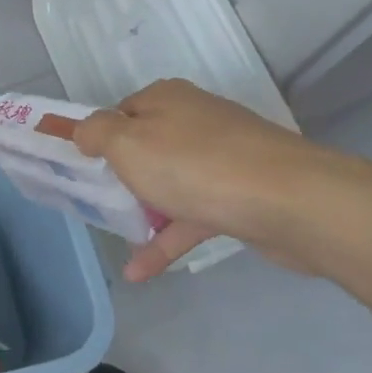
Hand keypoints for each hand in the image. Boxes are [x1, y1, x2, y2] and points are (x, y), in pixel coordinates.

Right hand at [74, 79, 346, 280]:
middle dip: (120, 175)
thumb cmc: (195, 165)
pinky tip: (141, 272)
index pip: (120, 111)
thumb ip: (95, 133)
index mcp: (166, 100)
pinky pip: (191, 217)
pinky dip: (166, 240)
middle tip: (94, 201)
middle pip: (146, 147)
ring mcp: (221, 159)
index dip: (99, 137)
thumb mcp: (127, 142)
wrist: (290, 201)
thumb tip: (83, 130)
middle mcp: (194, 122)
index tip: (80, 166)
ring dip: (142, 211)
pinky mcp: (240, 195)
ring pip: (169, 183)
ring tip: (116, 237)